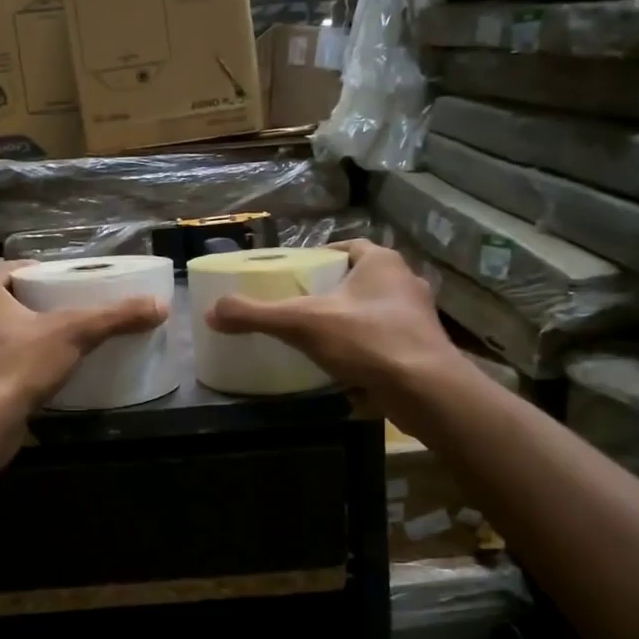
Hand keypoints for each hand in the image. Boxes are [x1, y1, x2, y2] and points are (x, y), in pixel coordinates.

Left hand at [0, 260, 168, 413]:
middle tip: (72, 308)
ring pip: (1, 331)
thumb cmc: (19, 363)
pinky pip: (0, 361)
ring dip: (27, 333)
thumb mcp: (74, 333)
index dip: (43, 272)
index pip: (14, 268)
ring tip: (63, 339)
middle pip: (8, 299)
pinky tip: (45, 370)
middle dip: (37, 302)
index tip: (70, 282)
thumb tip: (160, 306)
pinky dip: (20, 361)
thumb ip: (115, 317)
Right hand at [203, 240, 461, 414]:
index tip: (297, 277)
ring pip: (375, 311)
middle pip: (360, 279)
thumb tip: (212, 312)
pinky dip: (367, 348)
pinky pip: (387, 340)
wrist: (426, 390)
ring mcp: (418, 316)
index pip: (347, 247)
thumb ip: (257, 315)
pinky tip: (346, 366)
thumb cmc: (366, 340)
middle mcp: (405, 281)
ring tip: (319, 338)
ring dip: (351, 321)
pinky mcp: (425, 348)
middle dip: (334, 292)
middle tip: (302, 309)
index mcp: (381, 262)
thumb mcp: (302, 323)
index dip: (321, 259)